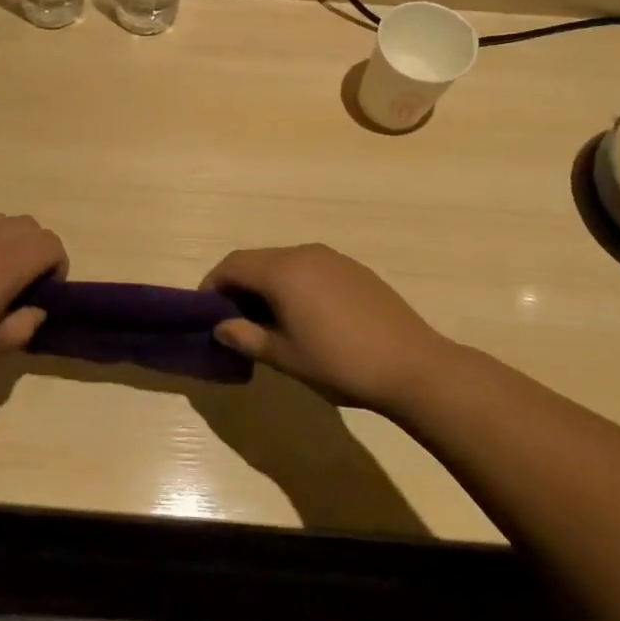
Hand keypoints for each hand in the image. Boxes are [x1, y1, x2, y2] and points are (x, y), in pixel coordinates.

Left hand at [0, 215, 66, 394]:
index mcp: (4, 263)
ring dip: (10, 243)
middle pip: (30, 226)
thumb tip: (35, 310)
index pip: (51, 244)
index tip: (42, 297)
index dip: (57, 268)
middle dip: (37, 252)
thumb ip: (22, 328)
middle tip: (21, 289)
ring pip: (1, 221)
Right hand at [201, 244, 458, 411]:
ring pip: (284, 264)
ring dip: (266, 286)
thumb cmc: (340, 363)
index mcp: (282, 271)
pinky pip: (310, 269)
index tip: (205, 313)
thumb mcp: (285, 357)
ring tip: (267, 322)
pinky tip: (304, 317)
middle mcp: (305, 253)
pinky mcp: (355, 270)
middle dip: (238, 286)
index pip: (232, 265)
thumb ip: (246, 337)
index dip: (212, 286)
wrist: (414, 366)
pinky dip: (294, 286)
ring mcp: (333, 259)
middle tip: (233, 321)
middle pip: (257, 261)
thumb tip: (220, 327)